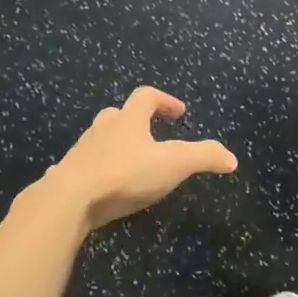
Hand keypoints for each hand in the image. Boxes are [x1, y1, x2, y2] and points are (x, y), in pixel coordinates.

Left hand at [40, 87, 237, 229]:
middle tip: (151, 134)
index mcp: (128, 120)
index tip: (179, 112)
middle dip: (135, 120)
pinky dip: (90, 170)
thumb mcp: (174, 164)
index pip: (147, 96)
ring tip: (128, 163)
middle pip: (118, 114)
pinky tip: (95, 186)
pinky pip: (79, 167)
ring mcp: (81, 152)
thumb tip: (232, 158)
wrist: (70, 199)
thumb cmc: (126, 174)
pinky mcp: (66, 176)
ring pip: (98, 139)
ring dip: (113, 144)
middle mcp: (102, 129)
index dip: (165, 101)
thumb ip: (204, 157)